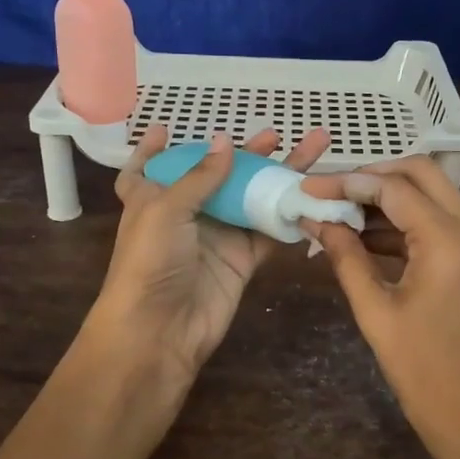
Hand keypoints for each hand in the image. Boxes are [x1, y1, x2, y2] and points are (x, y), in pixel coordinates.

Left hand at [93, 122, 330, 380]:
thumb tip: (227, 141)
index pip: (147, 169)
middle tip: (275, 134)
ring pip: (252, 198)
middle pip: (217, 176)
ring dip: (277, 176)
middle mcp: (185, 214)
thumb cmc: (150, 262)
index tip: (165, 129)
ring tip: (311, 150)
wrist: (161, 329)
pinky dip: (289, 214)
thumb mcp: (165, 209)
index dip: (153, 150)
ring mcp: (218, 236)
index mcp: (153, 198)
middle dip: (245, 154)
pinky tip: (312, 193)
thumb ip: (201, 177)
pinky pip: (269, 230)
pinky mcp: (242, 259)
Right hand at [310, 158, 459, 458]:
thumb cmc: (422, 372)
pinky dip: (408, 220)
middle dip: (374, 176)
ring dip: (391, 197)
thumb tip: (316, 220)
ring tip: (342, 214)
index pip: (394, 188)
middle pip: (422, 173)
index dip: (348, 183)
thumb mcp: (375, 312)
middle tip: (332, 192)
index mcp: (449, 241)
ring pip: (435, 193)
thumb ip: (345, 257)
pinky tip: (369, 237)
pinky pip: (443, 220)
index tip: (310, 188)